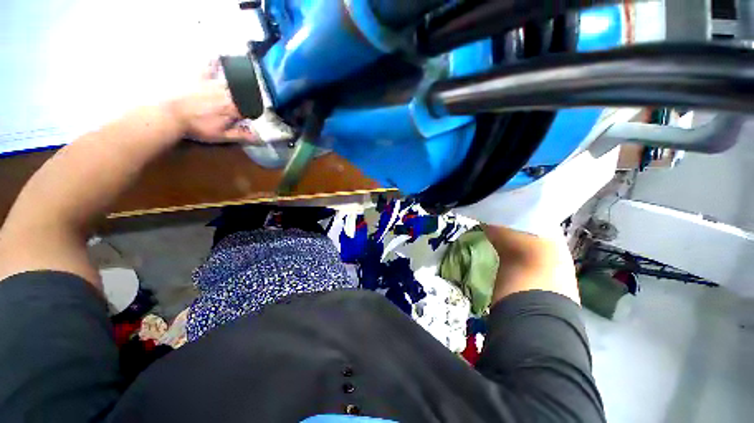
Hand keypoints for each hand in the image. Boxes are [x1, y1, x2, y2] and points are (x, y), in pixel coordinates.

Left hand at [166, 63, 258, 143]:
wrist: (170, 115)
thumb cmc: (196, 127)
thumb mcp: (221, 136)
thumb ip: (241, 135)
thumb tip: (258, 137)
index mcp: (233, 109)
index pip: (250, 109)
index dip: (252, 112)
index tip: (250, 115)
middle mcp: (226, 94)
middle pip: (244, 94)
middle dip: (249, 96)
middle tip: (251, 98)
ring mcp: (213, 84)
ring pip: (232, 80)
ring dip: (240, 80)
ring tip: (246, 78)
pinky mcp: (201, 77)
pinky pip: (210, 66)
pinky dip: (215, 61)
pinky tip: (219, 56)